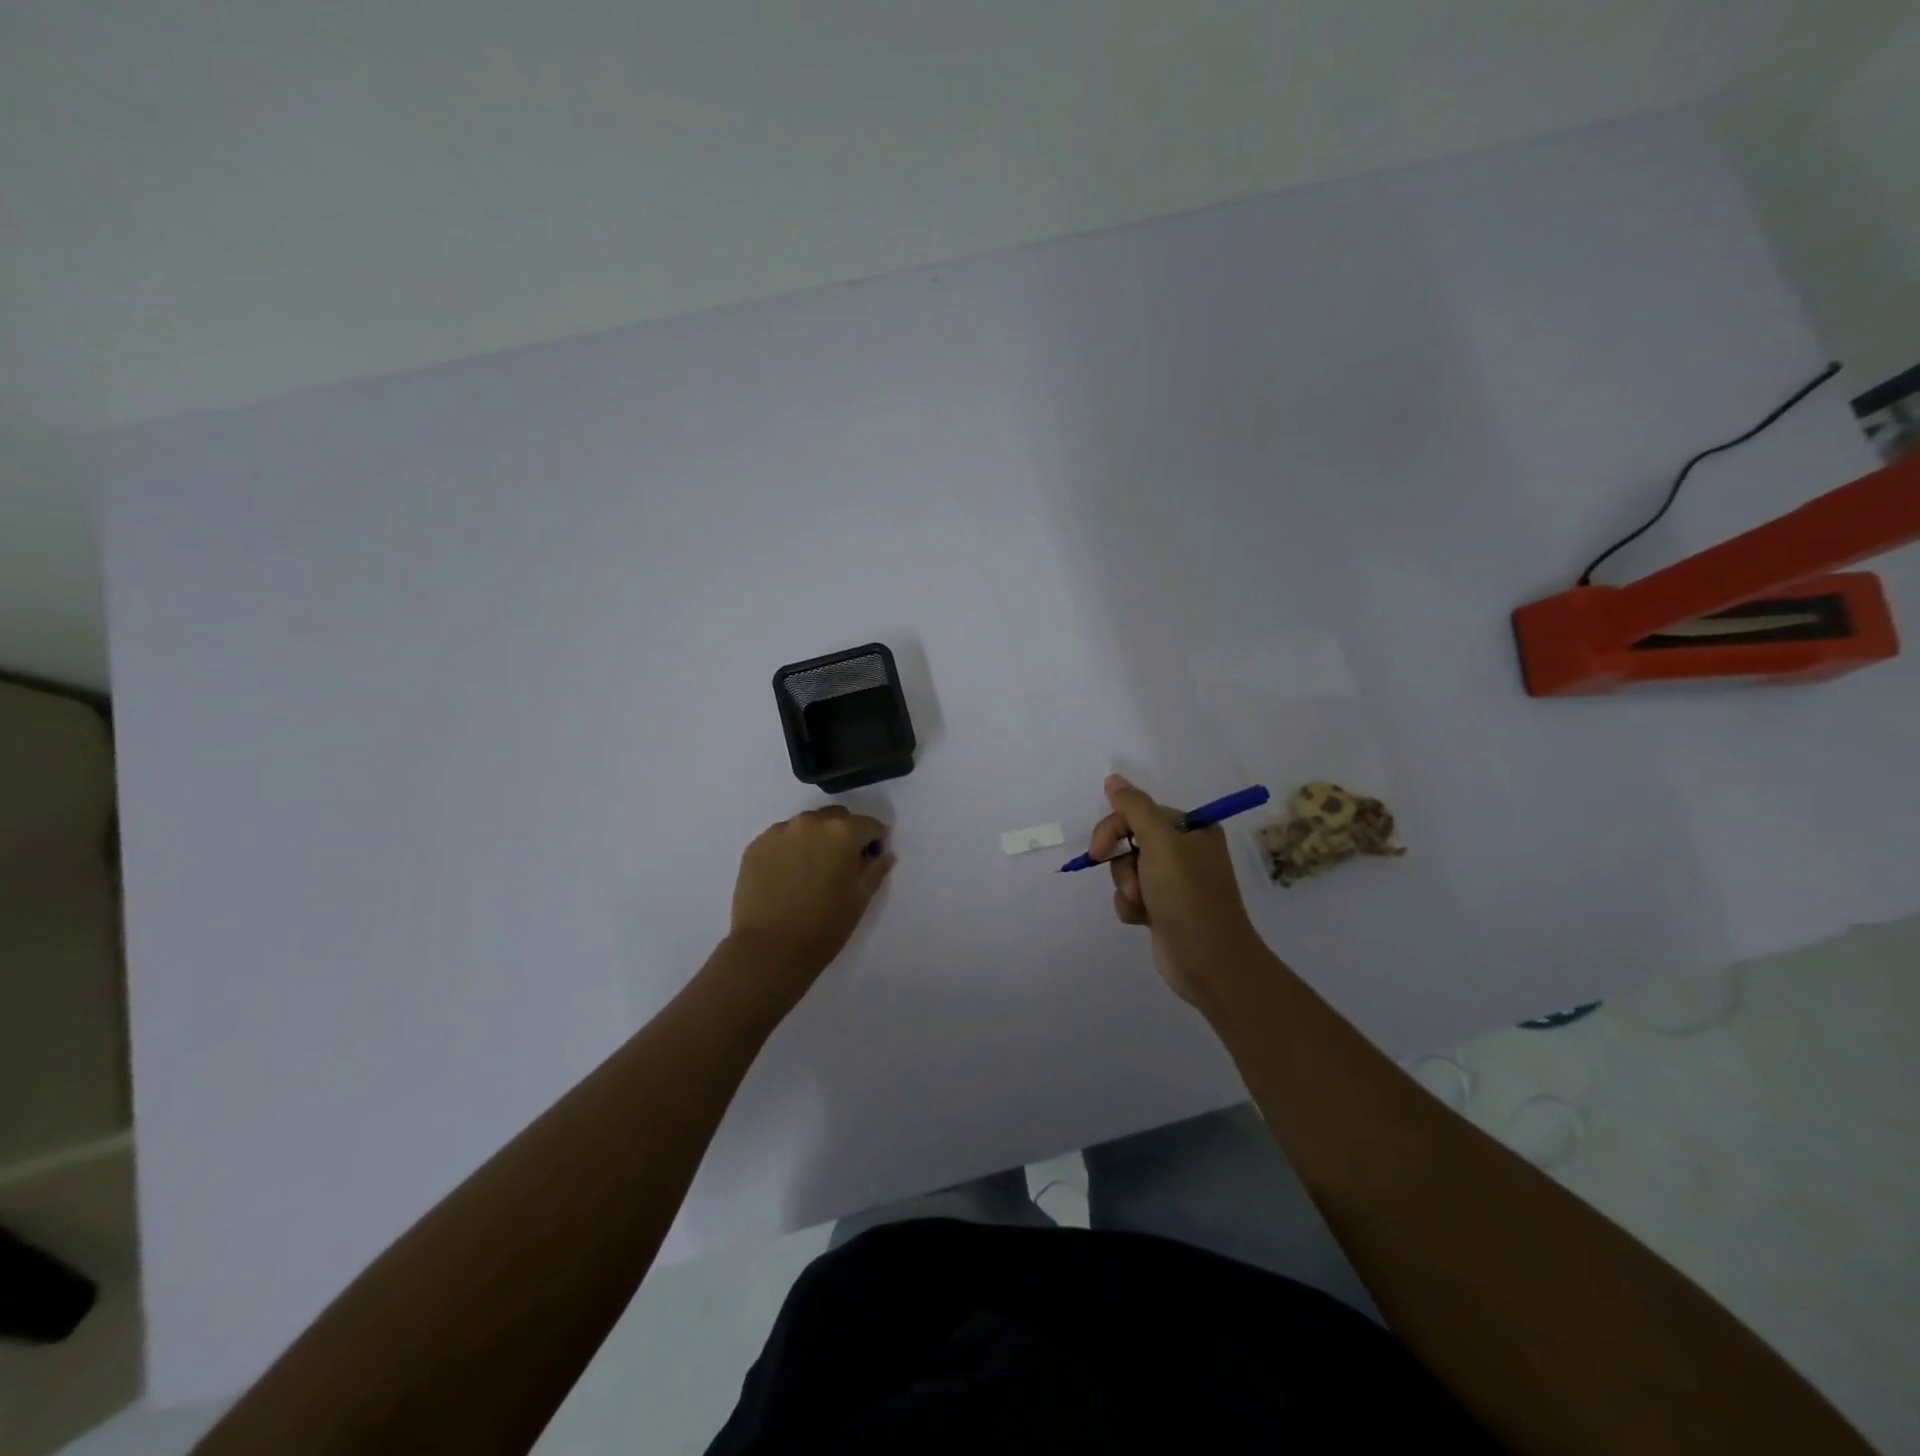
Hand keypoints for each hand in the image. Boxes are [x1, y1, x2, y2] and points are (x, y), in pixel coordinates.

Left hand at [727, 806, 895, 997]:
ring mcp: (779, 832)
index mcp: (842, 832)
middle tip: (841, 865)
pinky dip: (790, 850)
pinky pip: (781, 839)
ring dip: (815, 840)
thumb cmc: (824, 926)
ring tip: (810, 871)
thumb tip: (883, 853)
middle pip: (836, 819)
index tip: (871, 860)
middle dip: (844, 835)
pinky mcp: (756, 846)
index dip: (874, 842)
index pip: (869, 825)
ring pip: (807, 826)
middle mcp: (811, 822)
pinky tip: (787, 876)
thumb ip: (875, 869)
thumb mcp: (860, 899)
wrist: (768, 950)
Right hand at [1088, 775, 1262, 1004]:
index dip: (1114, 829)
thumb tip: (1113, 779)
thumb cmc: (1188, 896)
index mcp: (1192, 829)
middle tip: (1131, 885)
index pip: (1139, 813)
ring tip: (1144, 906)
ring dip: (1127, 887)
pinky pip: (1132, 895)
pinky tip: (1144, 920)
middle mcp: (1185, 851)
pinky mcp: (1163, 907)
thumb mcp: (1162, 844)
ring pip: (1127, 870)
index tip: (1098, 850)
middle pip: (1130, 841)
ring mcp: (1174, 881)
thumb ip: (1134, 808)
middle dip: (1123, 865)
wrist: (1209, 963)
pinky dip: (1131, 906)